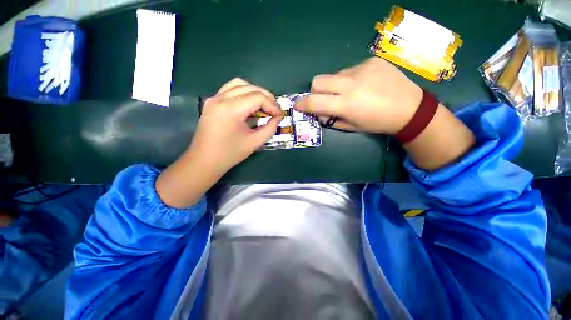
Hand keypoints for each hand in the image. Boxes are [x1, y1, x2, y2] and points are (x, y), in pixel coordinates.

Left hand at [189, 78, 282, 174]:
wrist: (205, 161)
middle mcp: (220, 98)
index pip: (258, 97)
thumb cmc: (230, 154)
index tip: (280, 115)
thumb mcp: (255, 142)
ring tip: (264, 105)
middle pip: (250, 87)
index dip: (272, 105)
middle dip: (266, 97)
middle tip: (275, 110)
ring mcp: (214, 98)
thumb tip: (278, 117)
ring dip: (255, 92)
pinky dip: (244, 92)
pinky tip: (250, 103)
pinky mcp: (212, 102)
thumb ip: (270, 128)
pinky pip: (230, 89)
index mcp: (231, 109)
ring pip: (239, 84)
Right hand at [295, 57, 422, 133]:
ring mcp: (362, 68)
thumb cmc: (377, 123)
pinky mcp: (372, 60)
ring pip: (334, 75)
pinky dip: (350, 79)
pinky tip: (363, 84)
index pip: (314, 102)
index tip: (299, 106)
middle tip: (323, 98)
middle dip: (315, 91)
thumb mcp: (351, 127)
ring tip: (349, 92)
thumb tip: (318, 112)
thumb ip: (331, 119)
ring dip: (334, 85)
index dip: (303, 104)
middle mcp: (351, 83)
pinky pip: (350, 69)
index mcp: (346, 104)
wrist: (410, 108)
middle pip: (318, 80)